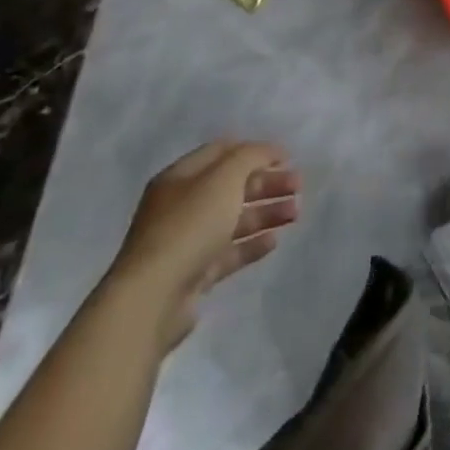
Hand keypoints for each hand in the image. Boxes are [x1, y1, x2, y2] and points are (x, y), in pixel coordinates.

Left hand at [107, 140, 300, 348]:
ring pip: (233, 219)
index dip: (256, 150)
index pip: (222, 152)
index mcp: (180, 178)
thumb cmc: (189, 226)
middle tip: (298, 186)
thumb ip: (250, 157)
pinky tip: (274, 241)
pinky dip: (252, 244)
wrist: (152, 299)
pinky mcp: (193, 274)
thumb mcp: (224, 178)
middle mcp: (181, 206)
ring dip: (266, 213)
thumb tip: (268, 151)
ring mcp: (186, 242)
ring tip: (296, 213)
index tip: (287, 157)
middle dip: (267, 183)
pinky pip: (228, 253)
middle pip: (231, 186)